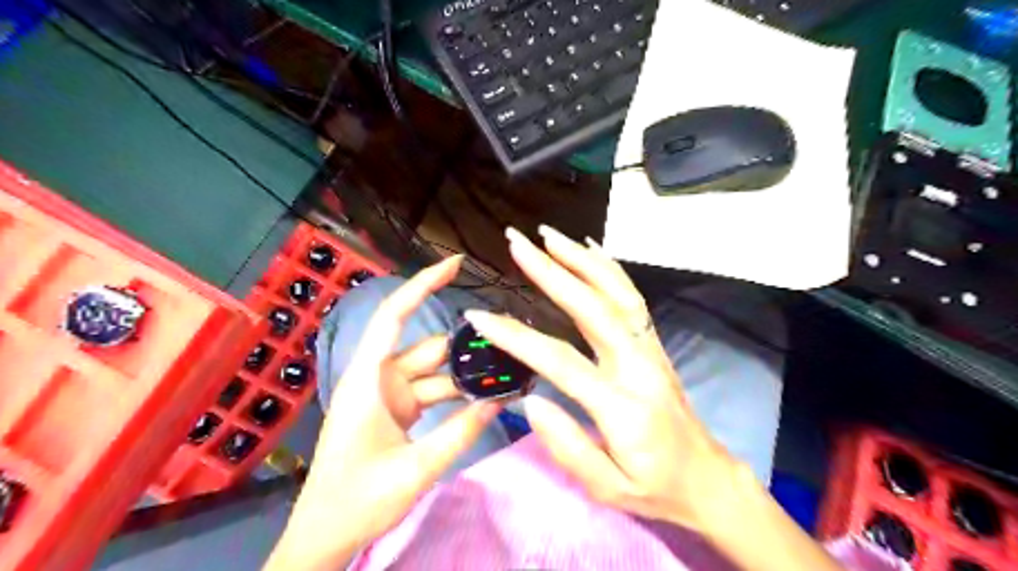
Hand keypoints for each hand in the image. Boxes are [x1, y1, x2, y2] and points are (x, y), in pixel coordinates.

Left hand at [264, 256, 499, 567]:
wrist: (325, 536)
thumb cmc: (356, 500)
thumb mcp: (415, 468)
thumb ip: (460, 433)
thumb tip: (500, 401)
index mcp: (369, 379)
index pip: (394, 316)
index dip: (423, 285)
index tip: (454, 264)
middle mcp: (379, 378)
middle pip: (428, 348)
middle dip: (467, 345)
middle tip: (510, 341)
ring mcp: (388, 395)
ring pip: (435, 372)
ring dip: (466, 374)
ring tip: (507, 373)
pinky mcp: (397, 411)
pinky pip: (432, 392)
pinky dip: (457, 394)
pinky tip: (486, 397)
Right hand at [467, 224, 744, 530]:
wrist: (707, 478)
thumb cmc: (655, 488)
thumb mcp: (607, 488)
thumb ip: (568, 447)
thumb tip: (531, 401)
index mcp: (622, 405)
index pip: (559, 360)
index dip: (516, 337)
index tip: (479, 316)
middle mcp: (638, 365)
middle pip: (591, 307)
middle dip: (550, 271)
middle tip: (517, 243)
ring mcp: (649, 348)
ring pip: (615, 291)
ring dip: (579, 259)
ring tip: (548, 234)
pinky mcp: (652, 342)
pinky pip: (631, 296)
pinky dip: (608, 267)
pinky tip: (589, 248)